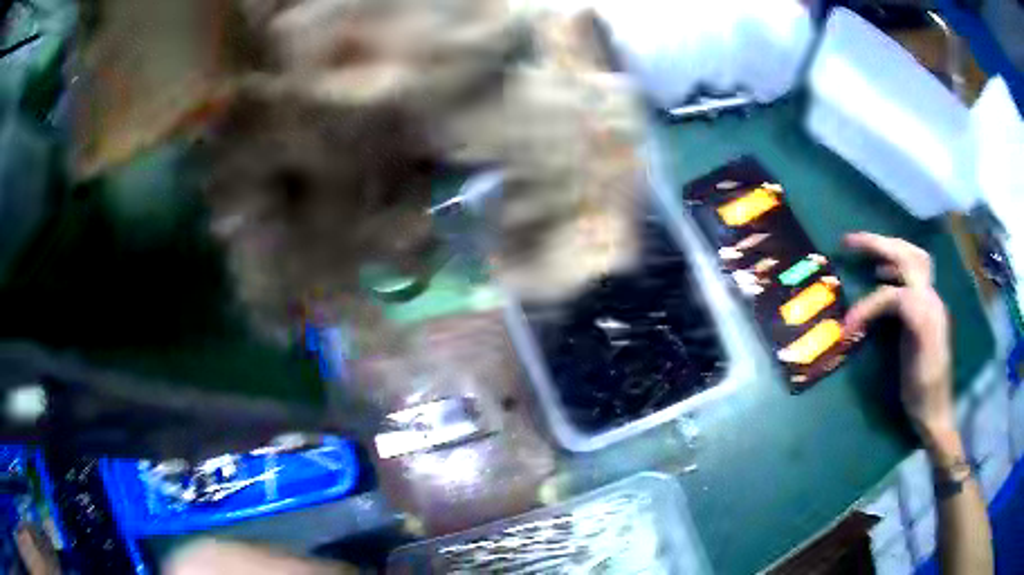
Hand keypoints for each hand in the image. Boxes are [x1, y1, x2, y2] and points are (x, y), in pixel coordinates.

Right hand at [842, 232, 955, 447]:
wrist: (936, 411)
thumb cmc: (924, 394)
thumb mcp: (919, 366)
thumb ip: (917, 327)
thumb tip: (902, 299)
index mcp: (928, 313)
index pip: (896, 293)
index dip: (869, 304)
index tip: (847, 326)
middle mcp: (930, 300)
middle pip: (908, 256)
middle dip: (879, 245)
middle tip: (850, 241)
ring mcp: (928, 303)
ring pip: (912, 259)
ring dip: (888, 249)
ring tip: (865, 250)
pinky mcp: (924, 311)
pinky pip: (910, 276)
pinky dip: (893, 266)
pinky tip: (882, 274)